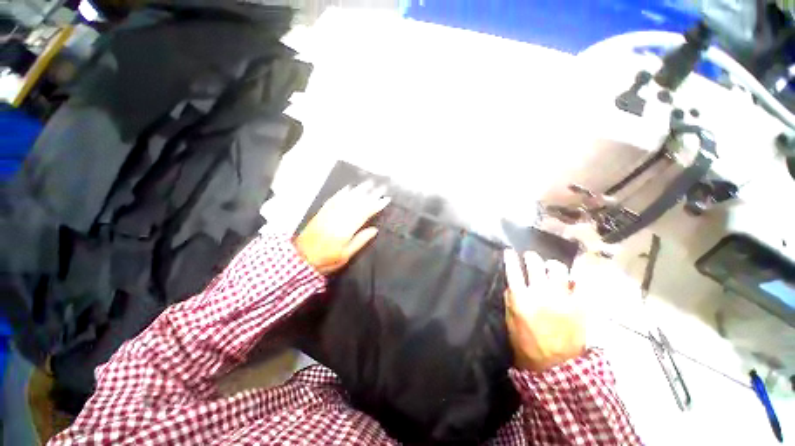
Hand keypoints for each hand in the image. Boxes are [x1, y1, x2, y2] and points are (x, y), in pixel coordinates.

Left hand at [294, 182, 389, 274]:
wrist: (300, 258)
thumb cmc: (326, 260)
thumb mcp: (345, 256)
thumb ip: (360, 241)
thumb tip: (374, 229)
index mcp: (345, 230)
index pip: (364, 214)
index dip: (375, 205)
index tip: (385, 199)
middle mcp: (337, 219)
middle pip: (356, 203)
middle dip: (370, 194)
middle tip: (380, 186)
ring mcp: (328, 214)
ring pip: (346, 199)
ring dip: (358, 190)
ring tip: (368, 183)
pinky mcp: (321, 213)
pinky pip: (333, 200)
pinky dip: (341, 193)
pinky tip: (348, 188)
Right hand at [503, 250, 585, 371]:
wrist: (555, 366)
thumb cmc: (526, 344)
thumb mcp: (510, 321)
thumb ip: (511, 300)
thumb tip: (513, 284)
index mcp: (521, 299)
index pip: (513, 270)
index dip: (510, 258)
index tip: (509, 251)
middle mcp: (541, 295)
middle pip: (535, 265)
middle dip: (531, 257)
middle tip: (530, 257)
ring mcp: (563, 299)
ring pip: (559, 270)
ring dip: (552, 265)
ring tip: (551, 267)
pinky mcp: (580, 306)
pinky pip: (580, 284)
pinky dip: (575, 280)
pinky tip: (570, 281)